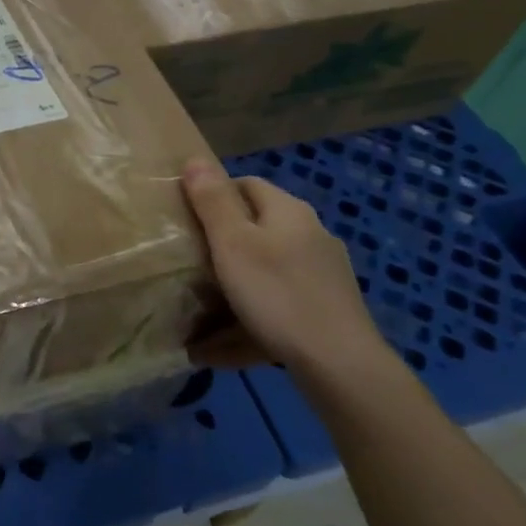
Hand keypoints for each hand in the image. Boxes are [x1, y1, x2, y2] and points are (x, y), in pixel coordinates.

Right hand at [181, 157, 391, 376]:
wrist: (340, 366)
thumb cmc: (277, 293)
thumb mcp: (233, 243)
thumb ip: (212, 201)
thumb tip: (195, 159)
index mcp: (289, 212)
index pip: (246, 184)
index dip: (213, 195)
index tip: (185, 219)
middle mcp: (310, 237)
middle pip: (255, 232)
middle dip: (219, 249)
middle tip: (186, 267)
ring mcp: (320, 278)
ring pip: (263, 276)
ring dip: (228, 294)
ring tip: (193, 320)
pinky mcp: (324, 313)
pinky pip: (274, 311)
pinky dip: (245, 325)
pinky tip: (215, 352)